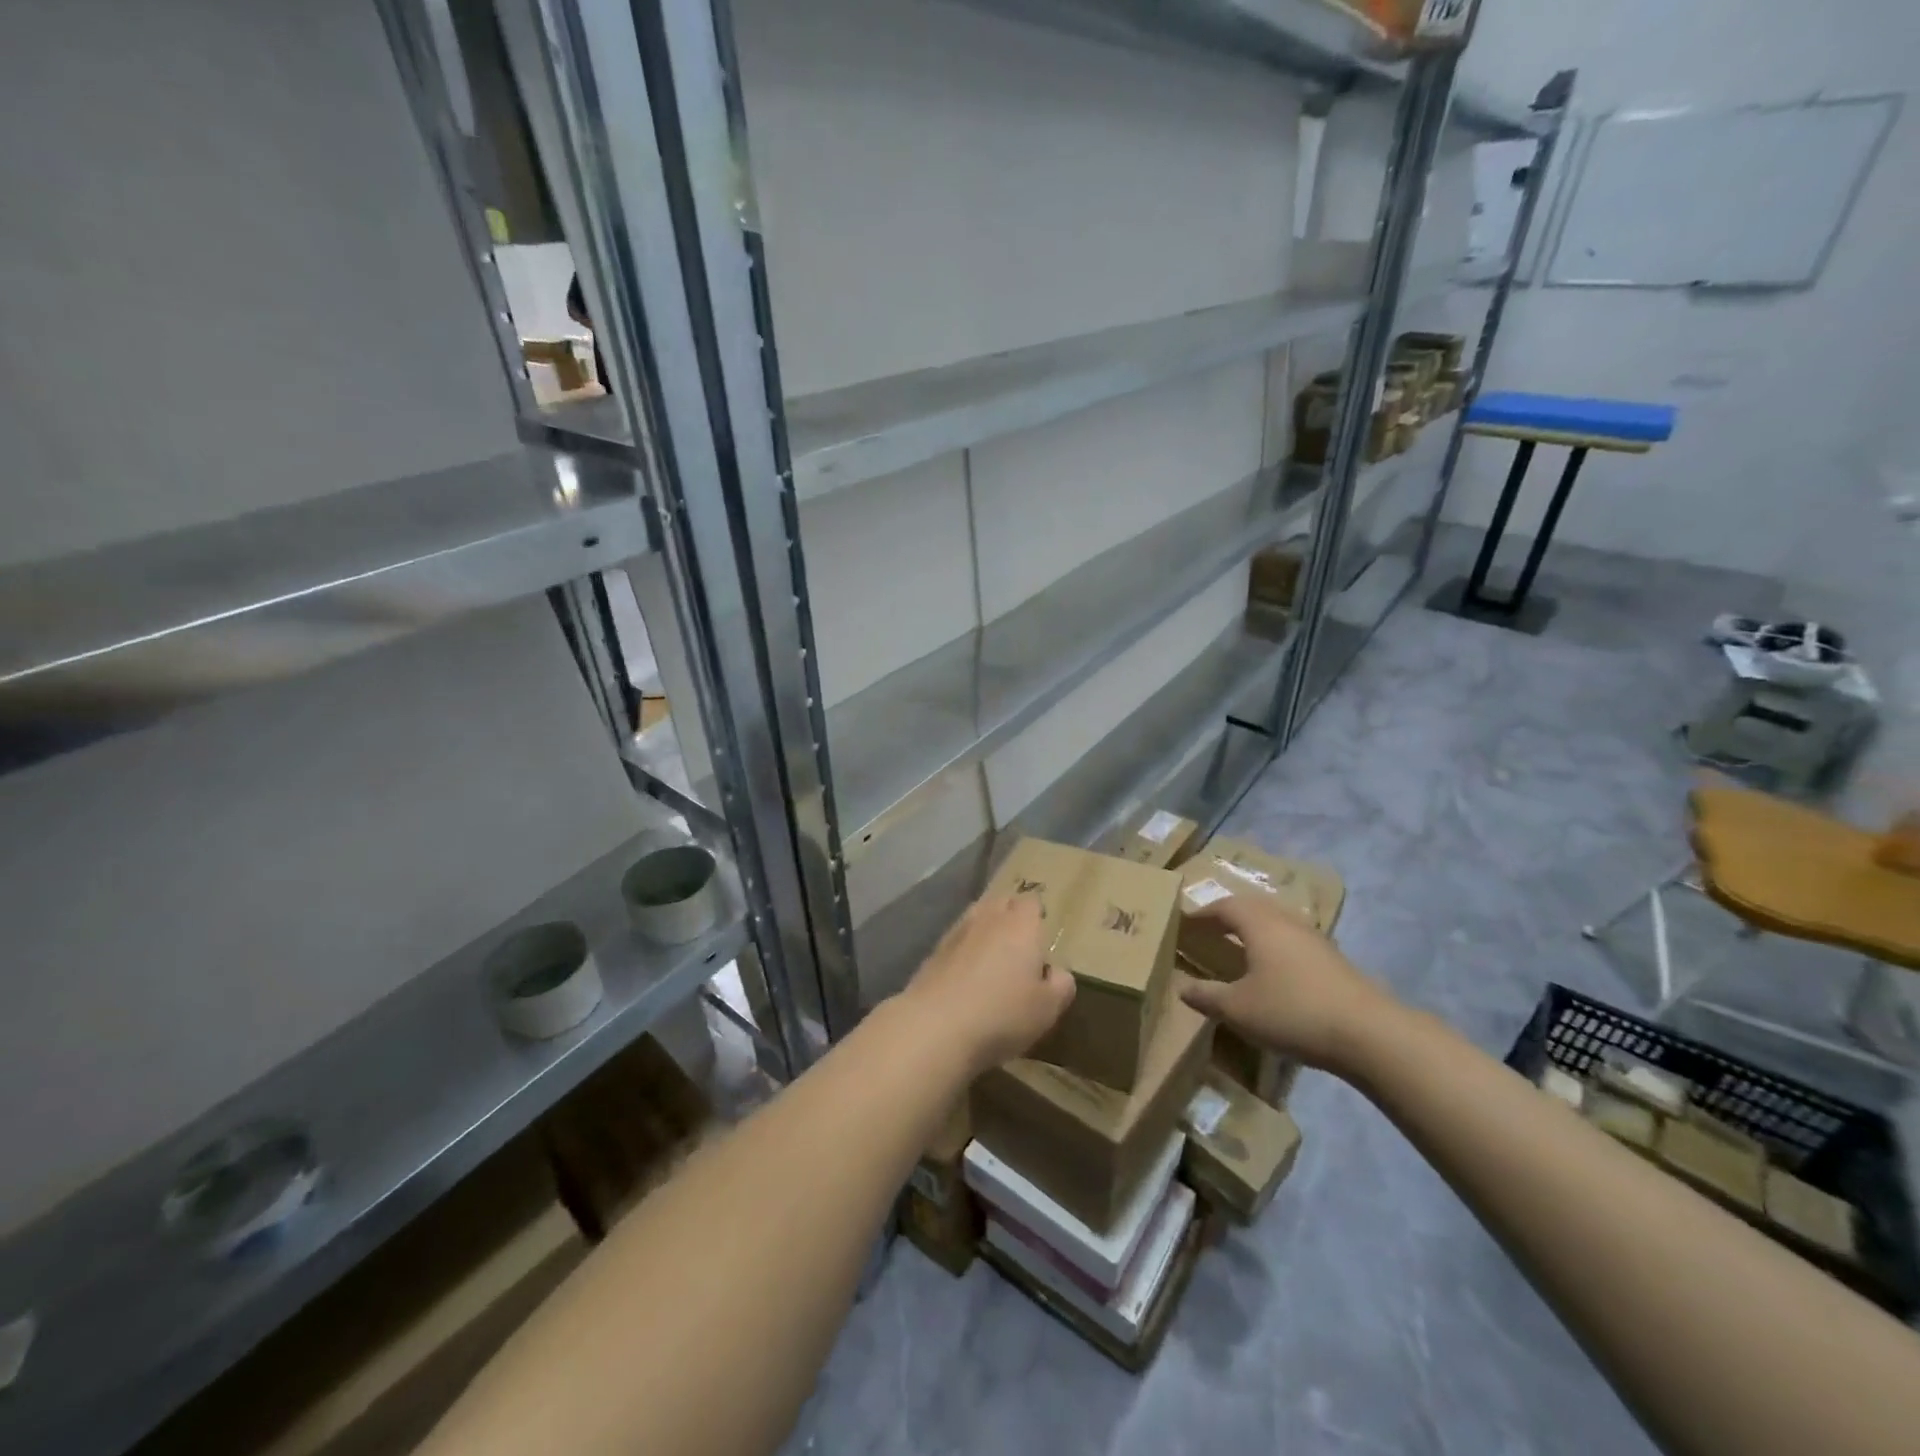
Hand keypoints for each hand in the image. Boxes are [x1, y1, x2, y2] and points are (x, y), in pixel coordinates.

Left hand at [901, 894, 1074, 1074]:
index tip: (1042, 939)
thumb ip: (1060, 985)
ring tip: (993, 959)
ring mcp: (956, 932)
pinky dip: (964, 951)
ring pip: (976, 918)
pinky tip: (966, 976)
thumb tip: (1057, 972)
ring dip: (985, 931)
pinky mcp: (933, 952)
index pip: (1032, 901)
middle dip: (1011, 916)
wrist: (935, 1026)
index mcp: (1021, 924)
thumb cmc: (1002, 1013)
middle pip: (1001, 902)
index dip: (1037, 917)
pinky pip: (956, 941)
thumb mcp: (1047, 1008)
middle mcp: (988, 918)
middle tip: (1020, 946)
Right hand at [1177, 893, 1390, 1072]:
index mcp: (1259, 924)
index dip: (1202, 913)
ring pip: (1276, 922)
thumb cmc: (1293, 1012)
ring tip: (1238, 946)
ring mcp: (1314, 939)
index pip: (1224, 906)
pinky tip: (1274, 969)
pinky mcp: (1333, 960)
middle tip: (1209, 929)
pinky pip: (1293, 940)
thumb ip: (1207, 996)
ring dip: (1254, 929)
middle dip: (1228, 915)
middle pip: (1252, 907)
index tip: (1185, 922)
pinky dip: (1274, 946)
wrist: (1369, 1033)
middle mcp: (1286, 922)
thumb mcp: (1239, 1009)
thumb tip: (1182, 987)